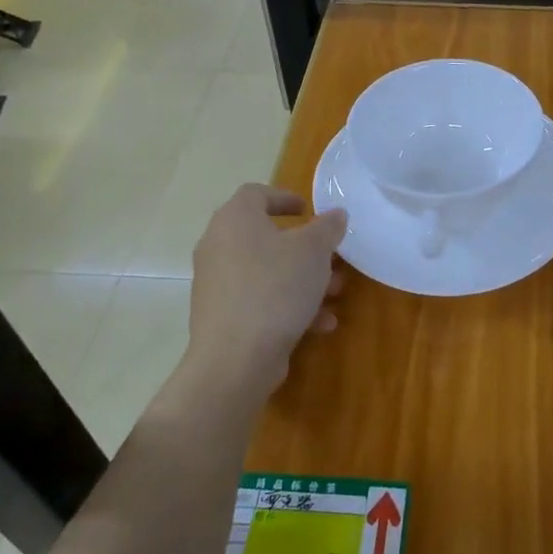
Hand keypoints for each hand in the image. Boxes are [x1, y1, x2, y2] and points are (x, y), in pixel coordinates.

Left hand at [180, 184, 347, 410]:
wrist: (235, 359)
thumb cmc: (275, 288)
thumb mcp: (314, 251)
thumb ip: (327, 228)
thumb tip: (335, 215)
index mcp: (235, 219)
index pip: (256, 193)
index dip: (284, 197)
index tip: (309, 211)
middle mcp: (218, 246)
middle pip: (266, 236)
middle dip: (305, 249)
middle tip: (332, 258)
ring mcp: (217, 283)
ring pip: (267, 272)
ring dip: (303, 279)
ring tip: (335, 294)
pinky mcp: (221, 316)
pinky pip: (260, 300)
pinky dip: (288, 306)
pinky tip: (320, 324)